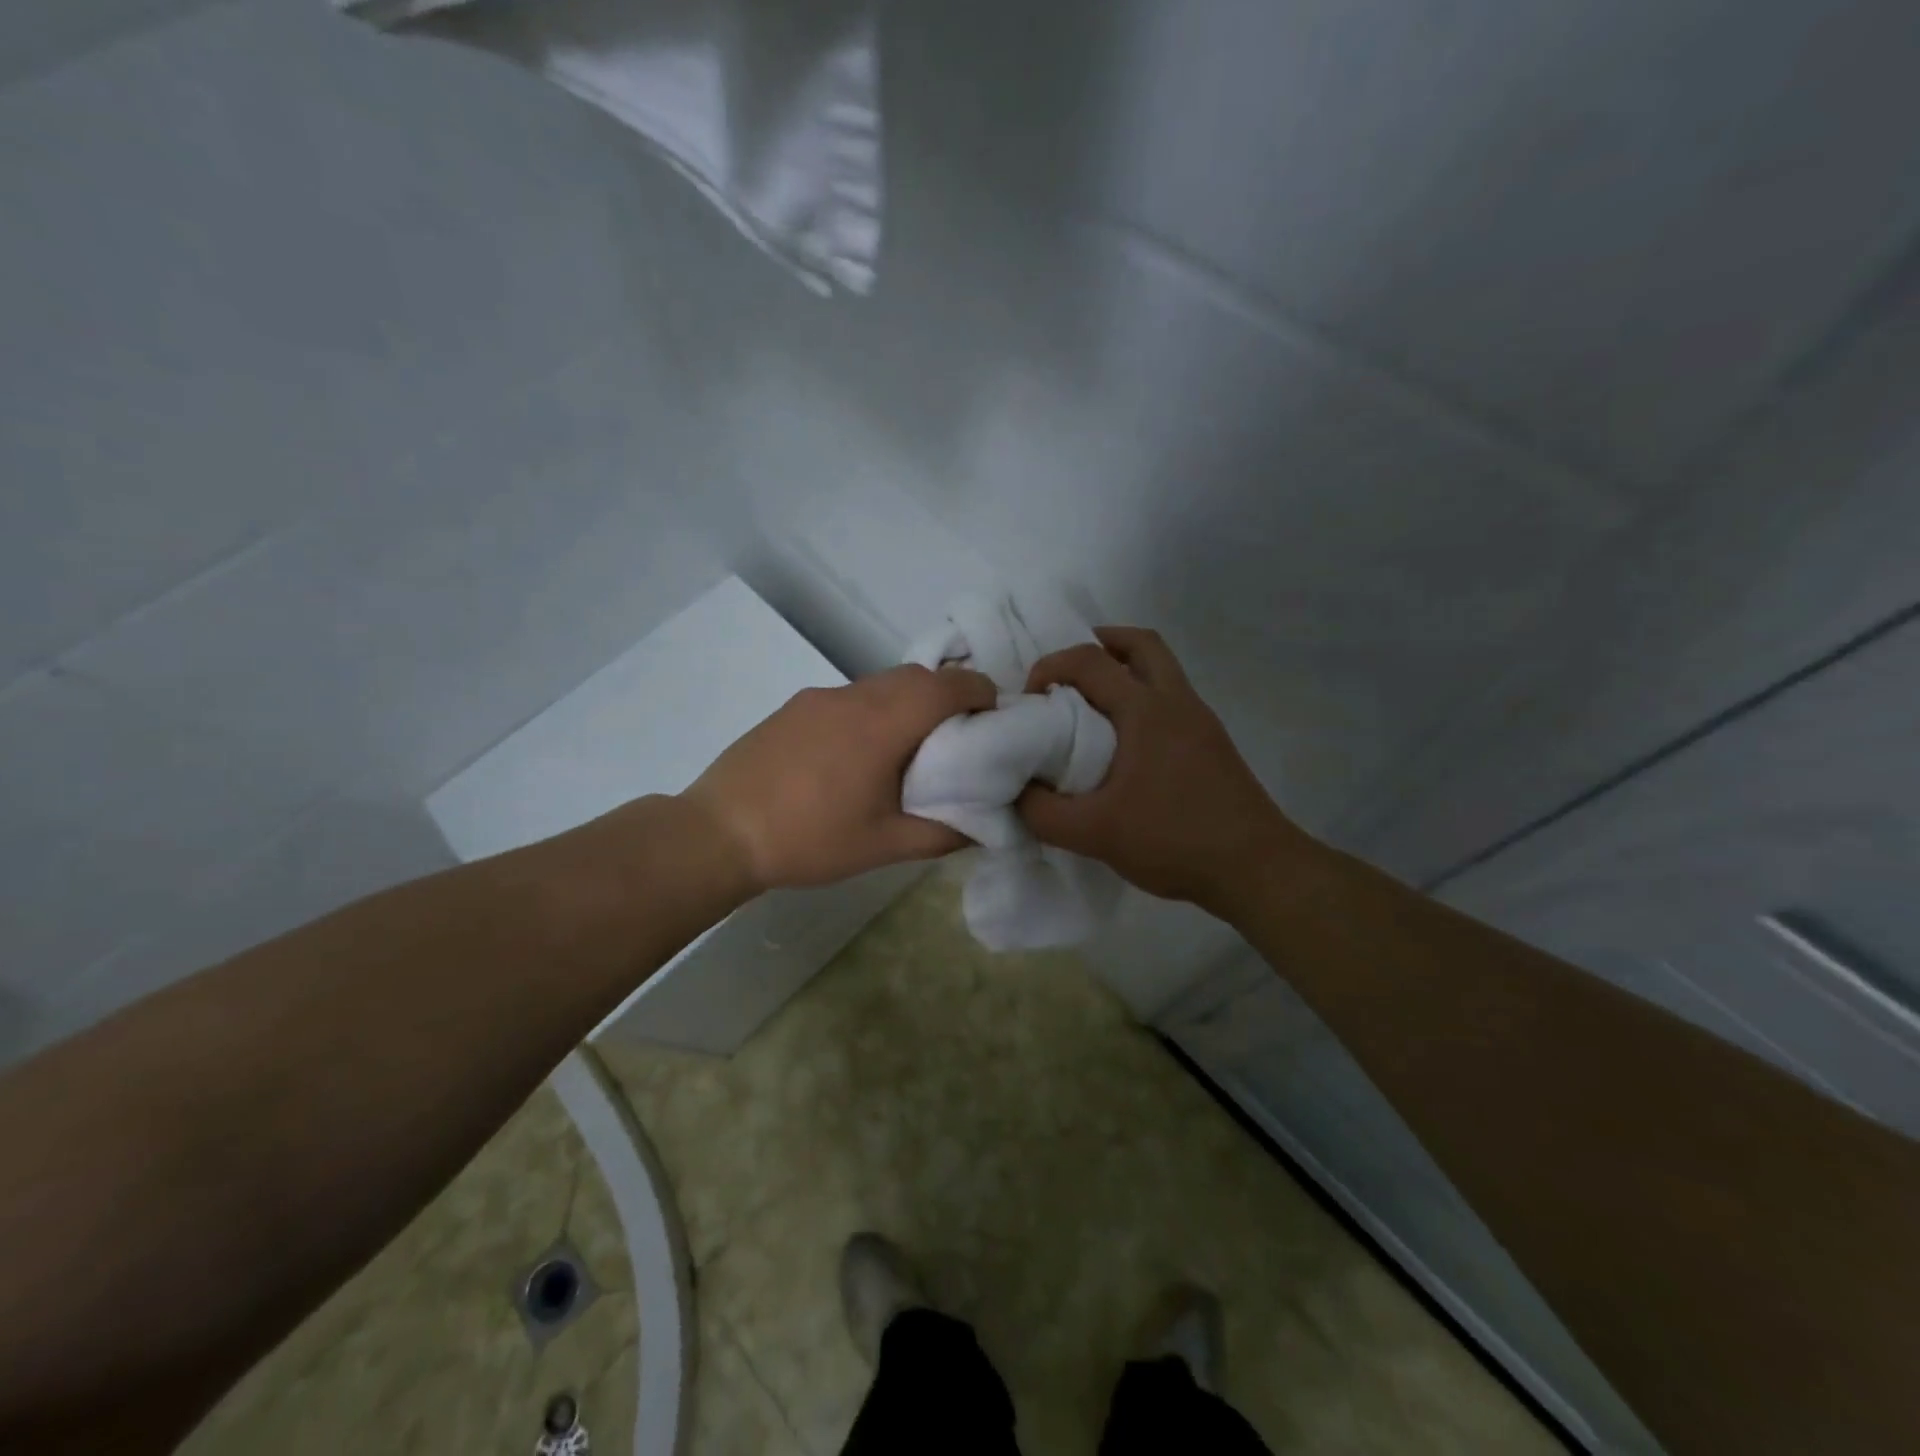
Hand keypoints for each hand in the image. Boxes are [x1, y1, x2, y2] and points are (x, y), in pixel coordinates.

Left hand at [682, 664, 997, 891]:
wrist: (720, 832)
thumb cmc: (810, 839)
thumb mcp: (884, 846)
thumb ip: (943, 834)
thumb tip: (987, 826)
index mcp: (884, 724)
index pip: (949, 685)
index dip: (981, 694)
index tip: (993, 719)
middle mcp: (855, 697)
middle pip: (917, 676)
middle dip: (948, 695)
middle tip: (958, 737)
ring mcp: (820, 698)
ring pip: (882, 683)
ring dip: (909, 701)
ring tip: (911, 747)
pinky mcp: (795, 707)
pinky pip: (851, 696)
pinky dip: (874, 710)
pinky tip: (859, 754)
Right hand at [1019, 627, 1310, 913]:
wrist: (1255, 868)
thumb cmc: (1174, 840)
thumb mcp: (1094, 833)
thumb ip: (1043, 813)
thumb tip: (1015, 792)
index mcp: (1146, 710)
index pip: (1090, 660)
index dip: (1051, 665)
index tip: (1030, 698)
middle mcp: (1177, 702)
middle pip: (1140, 644)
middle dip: (1100, 644)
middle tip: (1068, 672)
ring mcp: (1200, 721)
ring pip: (1161, 670)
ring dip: (1124, 671)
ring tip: (1090, 705)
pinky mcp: (1212, 744)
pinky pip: (1171, 701)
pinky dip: (1142, 700)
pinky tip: (1124, 744)